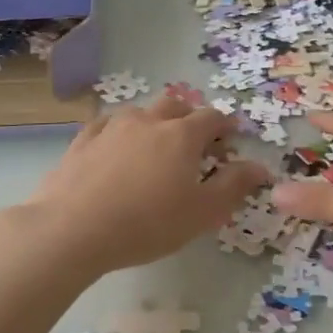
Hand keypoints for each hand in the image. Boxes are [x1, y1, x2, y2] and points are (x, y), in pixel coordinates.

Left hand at [16, 94, 270, 275]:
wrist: (73, 229)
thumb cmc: (147, 224)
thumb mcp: (202, 213)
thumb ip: (234, 186)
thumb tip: (260, 167)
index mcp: (182, 135)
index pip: (212, 117)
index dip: (225, 124)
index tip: (231, 135)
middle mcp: (148, 121)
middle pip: (175, 104)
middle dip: (189, 115)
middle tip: (194, 138)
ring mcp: (111, 127)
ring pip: (139, 112)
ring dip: (152, 121)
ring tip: (153, 145)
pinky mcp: (81, 141)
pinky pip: (105, 125)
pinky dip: (118, 132)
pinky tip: (114, 148)